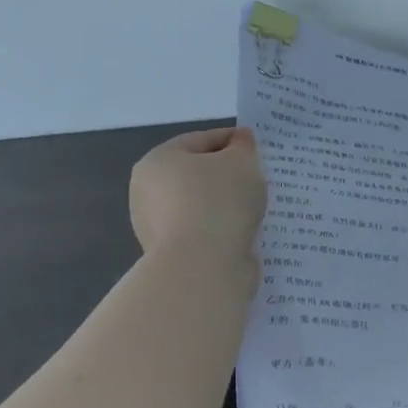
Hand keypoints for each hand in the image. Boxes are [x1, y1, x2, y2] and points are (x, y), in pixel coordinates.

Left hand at [130, 126, 267, 265]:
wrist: (203, 268)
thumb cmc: (218, 201)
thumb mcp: (241, 161)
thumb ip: (243, 147)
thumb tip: (239, 141)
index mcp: (157, 161)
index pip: (199, 140)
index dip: (231, 139)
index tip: (257, 146)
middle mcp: (148, 193)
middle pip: (197, 174)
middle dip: (227, 174)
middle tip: (259, 176)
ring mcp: (157, 228)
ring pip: (202, 205)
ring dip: (227, 204)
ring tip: (258, 205)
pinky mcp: (174, 256)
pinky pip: (206, 232)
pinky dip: (224, 229)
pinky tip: (247, 229)